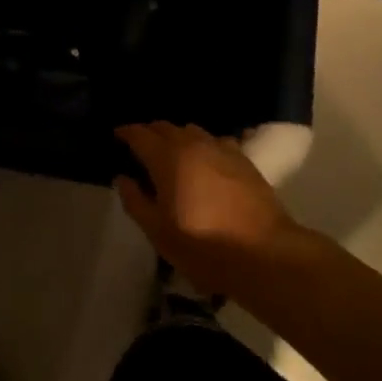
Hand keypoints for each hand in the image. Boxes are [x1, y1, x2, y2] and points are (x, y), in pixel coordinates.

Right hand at [113, 121, 305, 297]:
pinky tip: (205, 159)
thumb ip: (135, 201)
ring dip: (177, 137)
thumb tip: (123, 178)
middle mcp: (194, 144)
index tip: (117, 136)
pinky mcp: (244, 160)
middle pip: (166, 127)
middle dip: (150, 133)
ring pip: (192, 131)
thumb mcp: (158, 232)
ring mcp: (222, 149)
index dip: (126, 133)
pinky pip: (216, 141)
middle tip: (141, 147)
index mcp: (168, 158)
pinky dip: (203, 144)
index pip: (140, 134)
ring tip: (172, 152)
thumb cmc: (203, 246)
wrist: (264, 253)